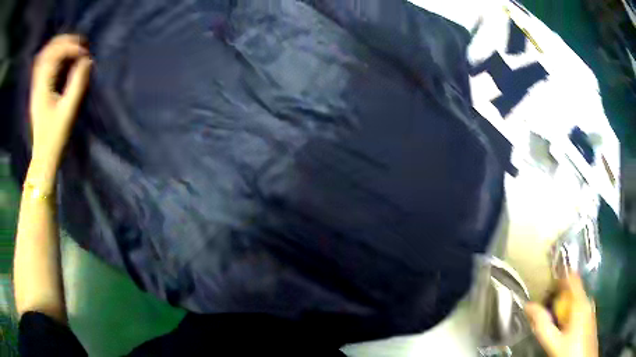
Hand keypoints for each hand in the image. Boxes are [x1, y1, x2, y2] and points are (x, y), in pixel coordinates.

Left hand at [29, 34, 91, 177]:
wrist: (43, 156)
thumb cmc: (55, 137)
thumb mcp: (68, 111)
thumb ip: (78, 84)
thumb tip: (87, 61)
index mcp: (42, 88)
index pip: (55, 55)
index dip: (71, 47)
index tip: (85, 52)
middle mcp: (37, 84)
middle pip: (48, 50)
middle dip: (65, 42)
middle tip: (80, 45)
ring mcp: (36, 87)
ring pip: (44, 55)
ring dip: (59, 46)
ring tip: (73, 47)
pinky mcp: (38, 90)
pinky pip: (43, 64)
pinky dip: (53, 55)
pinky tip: (62, 56)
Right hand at [525, 275, 597, 356]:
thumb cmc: (572, 350)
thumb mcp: (555, 342)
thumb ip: (543, 325)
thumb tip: (528, 306)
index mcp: (581, 301)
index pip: (571, 277)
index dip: (559, 274)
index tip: (545, 279)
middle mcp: (587, 300)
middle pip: (572, 289)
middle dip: (557, 295)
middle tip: (543, 305)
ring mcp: (589, 309)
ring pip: (575, 300)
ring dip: (562, 305)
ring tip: (550, 317)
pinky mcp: (589, 317)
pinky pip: (577, 308)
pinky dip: (568, 313)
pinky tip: (561, 327)